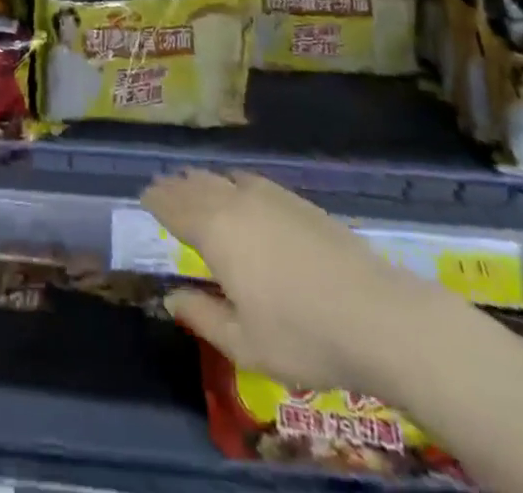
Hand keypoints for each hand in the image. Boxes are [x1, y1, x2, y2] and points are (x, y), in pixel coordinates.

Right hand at [143, 170, 440, 392]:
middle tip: (161, 188)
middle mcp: (235, 202)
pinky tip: (238, 189)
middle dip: (175, 186)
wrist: (379, 316)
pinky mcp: (297, 201)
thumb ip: (203, 317)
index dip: (156, 201)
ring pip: (223, 178)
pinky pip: (250, 180)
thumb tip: (171, 298)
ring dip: (202, 180)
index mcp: (215, 231)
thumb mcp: (245, 344)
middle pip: (196, 185)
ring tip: (193, 185)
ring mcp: (269, 196)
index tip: (143, 197)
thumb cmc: (304, 336)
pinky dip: (232, 181)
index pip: (174, 207)